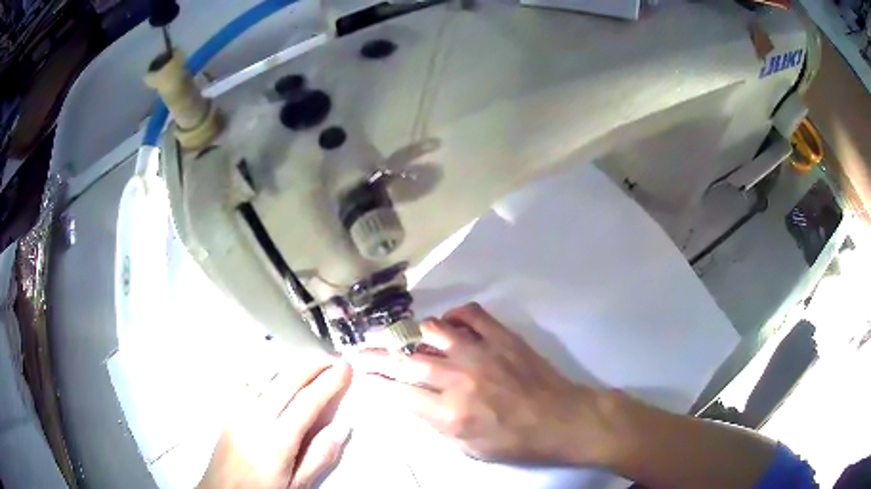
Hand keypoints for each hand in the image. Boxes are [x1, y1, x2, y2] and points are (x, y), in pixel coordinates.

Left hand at [198, 360, 351, 488]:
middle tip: (333, 358)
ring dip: (291, 363)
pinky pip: (249, 381)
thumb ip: (319, 456)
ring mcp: (238, 410)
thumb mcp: (298, 485)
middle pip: (286, 380)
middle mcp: (255, 418)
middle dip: (312, 364)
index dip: (328, 382)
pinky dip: (267, 369)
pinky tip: (276, 369)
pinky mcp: (229, 410)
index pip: (307, 402)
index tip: (345, 367)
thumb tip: (343, 427)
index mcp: (277, 440)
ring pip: (264, 375)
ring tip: (310, 361)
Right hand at [357, 302, 611, 465]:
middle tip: (362, 351)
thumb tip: (413, 400)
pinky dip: (454, 315)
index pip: (398, 393)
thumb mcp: (469, 448)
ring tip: (413, 340)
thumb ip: (437, 424)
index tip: (362, 374)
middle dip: (376, 355)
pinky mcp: (502, 337)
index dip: (375, 382)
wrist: (561, 419)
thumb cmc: (516, 442)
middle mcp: (458, 380)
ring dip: (417, 335)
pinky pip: (470, 315)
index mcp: (449, 413)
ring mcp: (481, 353)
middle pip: (406, 362)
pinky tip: (449, 322)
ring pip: (434, 331)